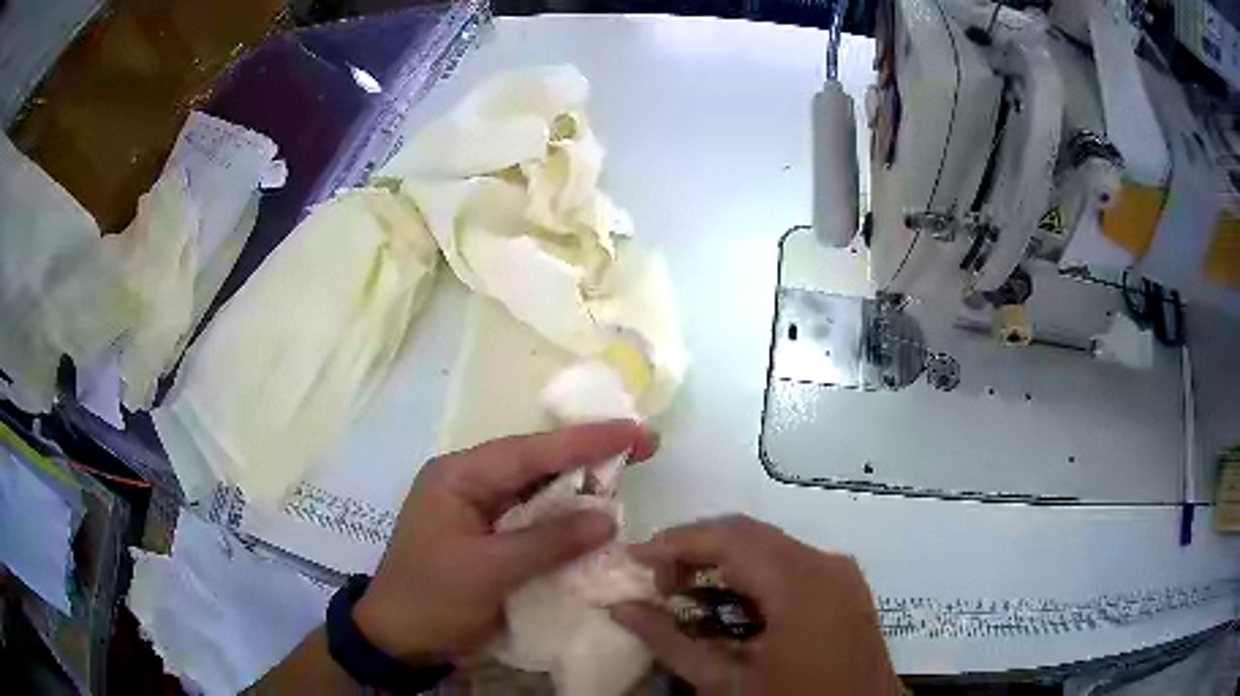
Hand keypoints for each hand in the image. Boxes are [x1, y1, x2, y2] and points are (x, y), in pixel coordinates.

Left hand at [352, 421, 656, 664]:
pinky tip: (597, 517)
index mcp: (459, 477)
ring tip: (629, 473)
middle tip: (643, 446)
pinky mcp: (491, 538)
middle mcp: (470, 483)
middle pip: (536, 463)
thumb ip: (548, 541)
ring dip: (580, 487)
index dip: (584, 440)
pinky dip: (566, 520)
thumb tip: (607, 517)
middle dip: (588, 456)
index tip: (632, 429)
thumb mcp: (488, 571)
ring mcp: (480, 511)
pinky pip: (535, 519)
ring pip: (539, 490)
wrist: (400, 639)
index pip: (529, 451)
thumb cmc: (433, 598)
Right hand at [612, 515, 898, 694]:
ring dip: (723, 562)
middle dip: (696, 550)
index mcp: (802, 583)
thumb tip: (622, 610)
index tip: (633, 558)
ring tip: (684, 592)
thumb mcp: (727, 684)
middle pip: (749, 536)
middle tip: (656, 581)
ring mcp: (841, 573)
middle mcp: (827, 563)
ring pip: (770, 546)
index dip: (675, 542)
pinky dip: (752, 575)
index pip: (729, 539)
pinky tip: (728, 603)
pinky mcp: (845, 586)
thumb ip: (671, 643)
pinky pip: (791, 564)